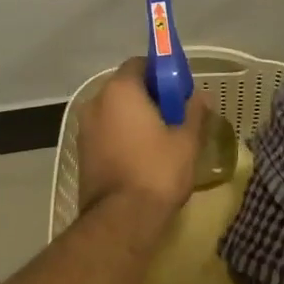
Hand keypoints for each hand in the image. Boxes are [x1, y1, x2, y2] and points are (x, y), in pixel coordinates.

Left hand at [76, 58, 208, 217]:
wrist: (121, 219)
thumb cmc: (157, 171)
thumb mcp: (186, 141)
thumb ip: (194, 112)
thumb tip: (201, 96)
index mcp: (120, 90)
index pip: (140, 64)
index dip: (162, 72)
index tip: (179, 90)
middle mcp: (96, 102)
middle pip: (125, 88)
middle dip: (149, 96)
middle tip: (175, 115)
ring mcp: (85, 129)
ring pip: (115, 112)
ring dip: (135, 118)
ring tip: (161, 139)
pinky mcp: (82, 153)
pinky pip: (107, 133)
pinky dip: (123, 136)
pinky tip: (142, 156)